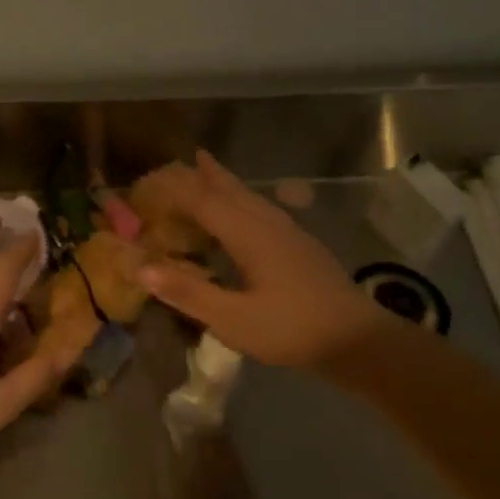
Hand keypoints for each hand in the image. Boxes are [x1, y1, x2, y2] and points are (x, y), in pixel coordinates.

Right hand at [139, 152, 390, 367]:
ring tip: (210, 169)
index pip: (204, 201)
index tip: (152, 179)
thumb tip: (141, 267)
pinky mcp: (302, 247)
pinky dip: (243, 200)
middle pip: (231, 190)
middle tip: (185, 158)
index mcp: (248, 235)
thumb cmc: (291, 329)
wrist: (358, 340)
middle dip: (206, 175)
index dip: (177, 189)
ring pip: (251, 197)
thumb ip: (187, 292)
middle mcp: (268, 224)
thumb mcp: (232, 318)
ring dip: (226, 183)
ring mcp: (290, 234)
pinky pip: (263, 210)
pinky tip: (248, 213)